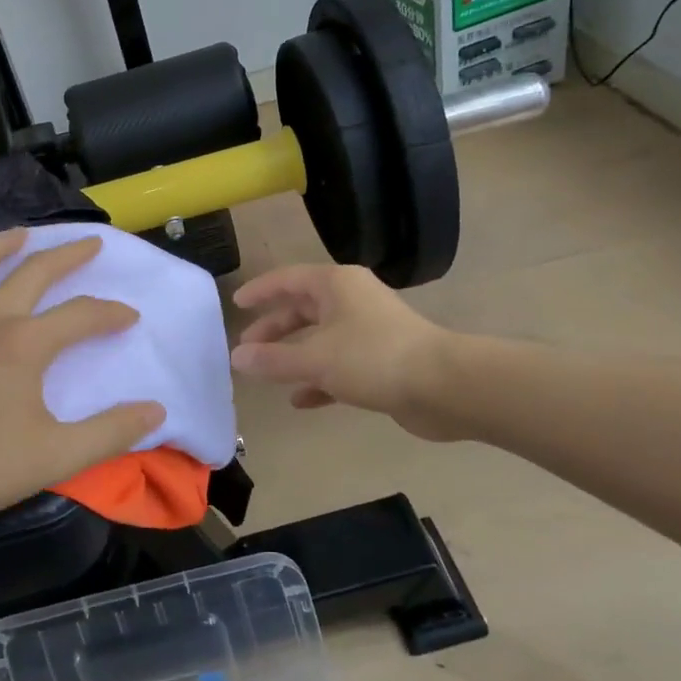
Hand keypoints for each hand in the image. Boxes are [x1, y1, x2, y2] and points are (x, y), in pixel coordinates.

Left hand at [0, 229, 165, 537]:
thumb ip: (112, 431)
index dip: (111, 313)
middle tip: (92, 244)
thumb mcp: (59, 456)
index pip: (81, 314)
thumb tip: (157, 410)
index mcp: (23, 343)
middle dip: (68, 256)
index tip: (130, 319)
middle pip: (33, 272)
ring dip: (0, 245)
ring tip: (21, 237)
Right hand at [230, 264, 454, 438]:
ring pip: (321, 339)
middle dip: (274, 329)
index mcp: (336, 285)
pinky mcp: (382, 362)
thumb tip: (236, 359)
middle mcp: (352, 301)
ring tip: (267, 375)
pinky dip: (319, 379)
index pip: (288, 280)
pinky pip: (339, 366)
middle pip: (303, 309)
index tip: (237, 304)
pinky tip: (300, 400)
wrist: (443, 386)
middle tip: (247, 349)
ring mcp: (369, 331)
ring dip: (294, 356)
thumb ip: (272, 359)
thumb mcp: (315, 359)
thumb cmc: (373, 358)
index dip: (261, 291)